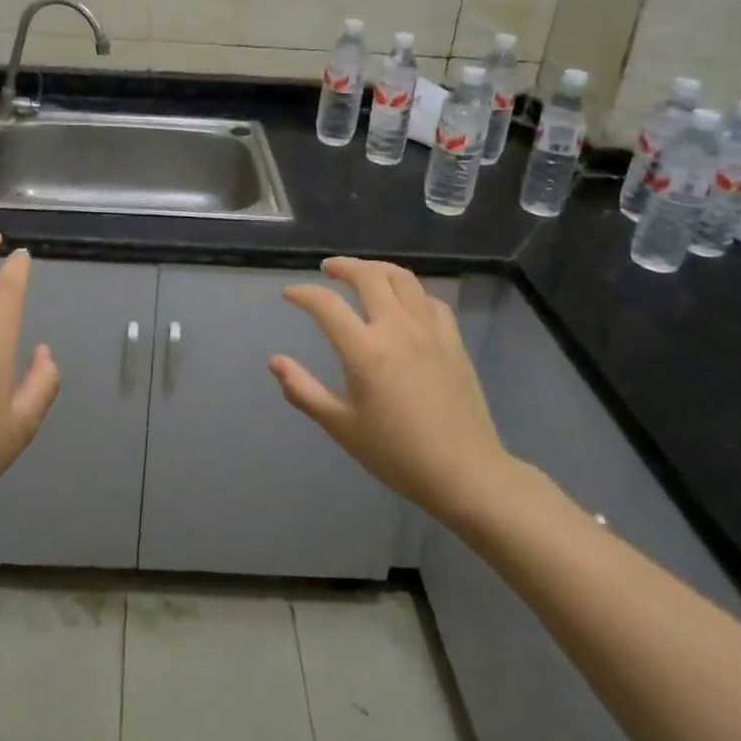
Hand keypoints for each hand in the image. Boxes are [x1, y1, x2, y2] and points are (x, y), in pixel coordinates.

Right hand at [271, 258, 519, 526]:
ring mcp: (430, 331)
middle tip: (327, 269)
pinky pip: (430, 300)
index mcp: (365, 350)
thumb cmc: (397, 454)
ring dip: (377, 269)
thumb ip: (303, 390)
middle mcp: (397, 329)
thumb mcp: (341, 426)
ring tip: (363, 273)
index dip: (303, 294)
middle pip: (368, 277)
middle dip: (343, 266)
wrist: (465, 473)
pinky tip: (404, 303)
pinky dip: (411, 292)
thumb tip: (275, 362)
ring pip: (403, 279)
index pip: (326, 304)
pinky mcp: (453, 341)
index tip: (290, 294)